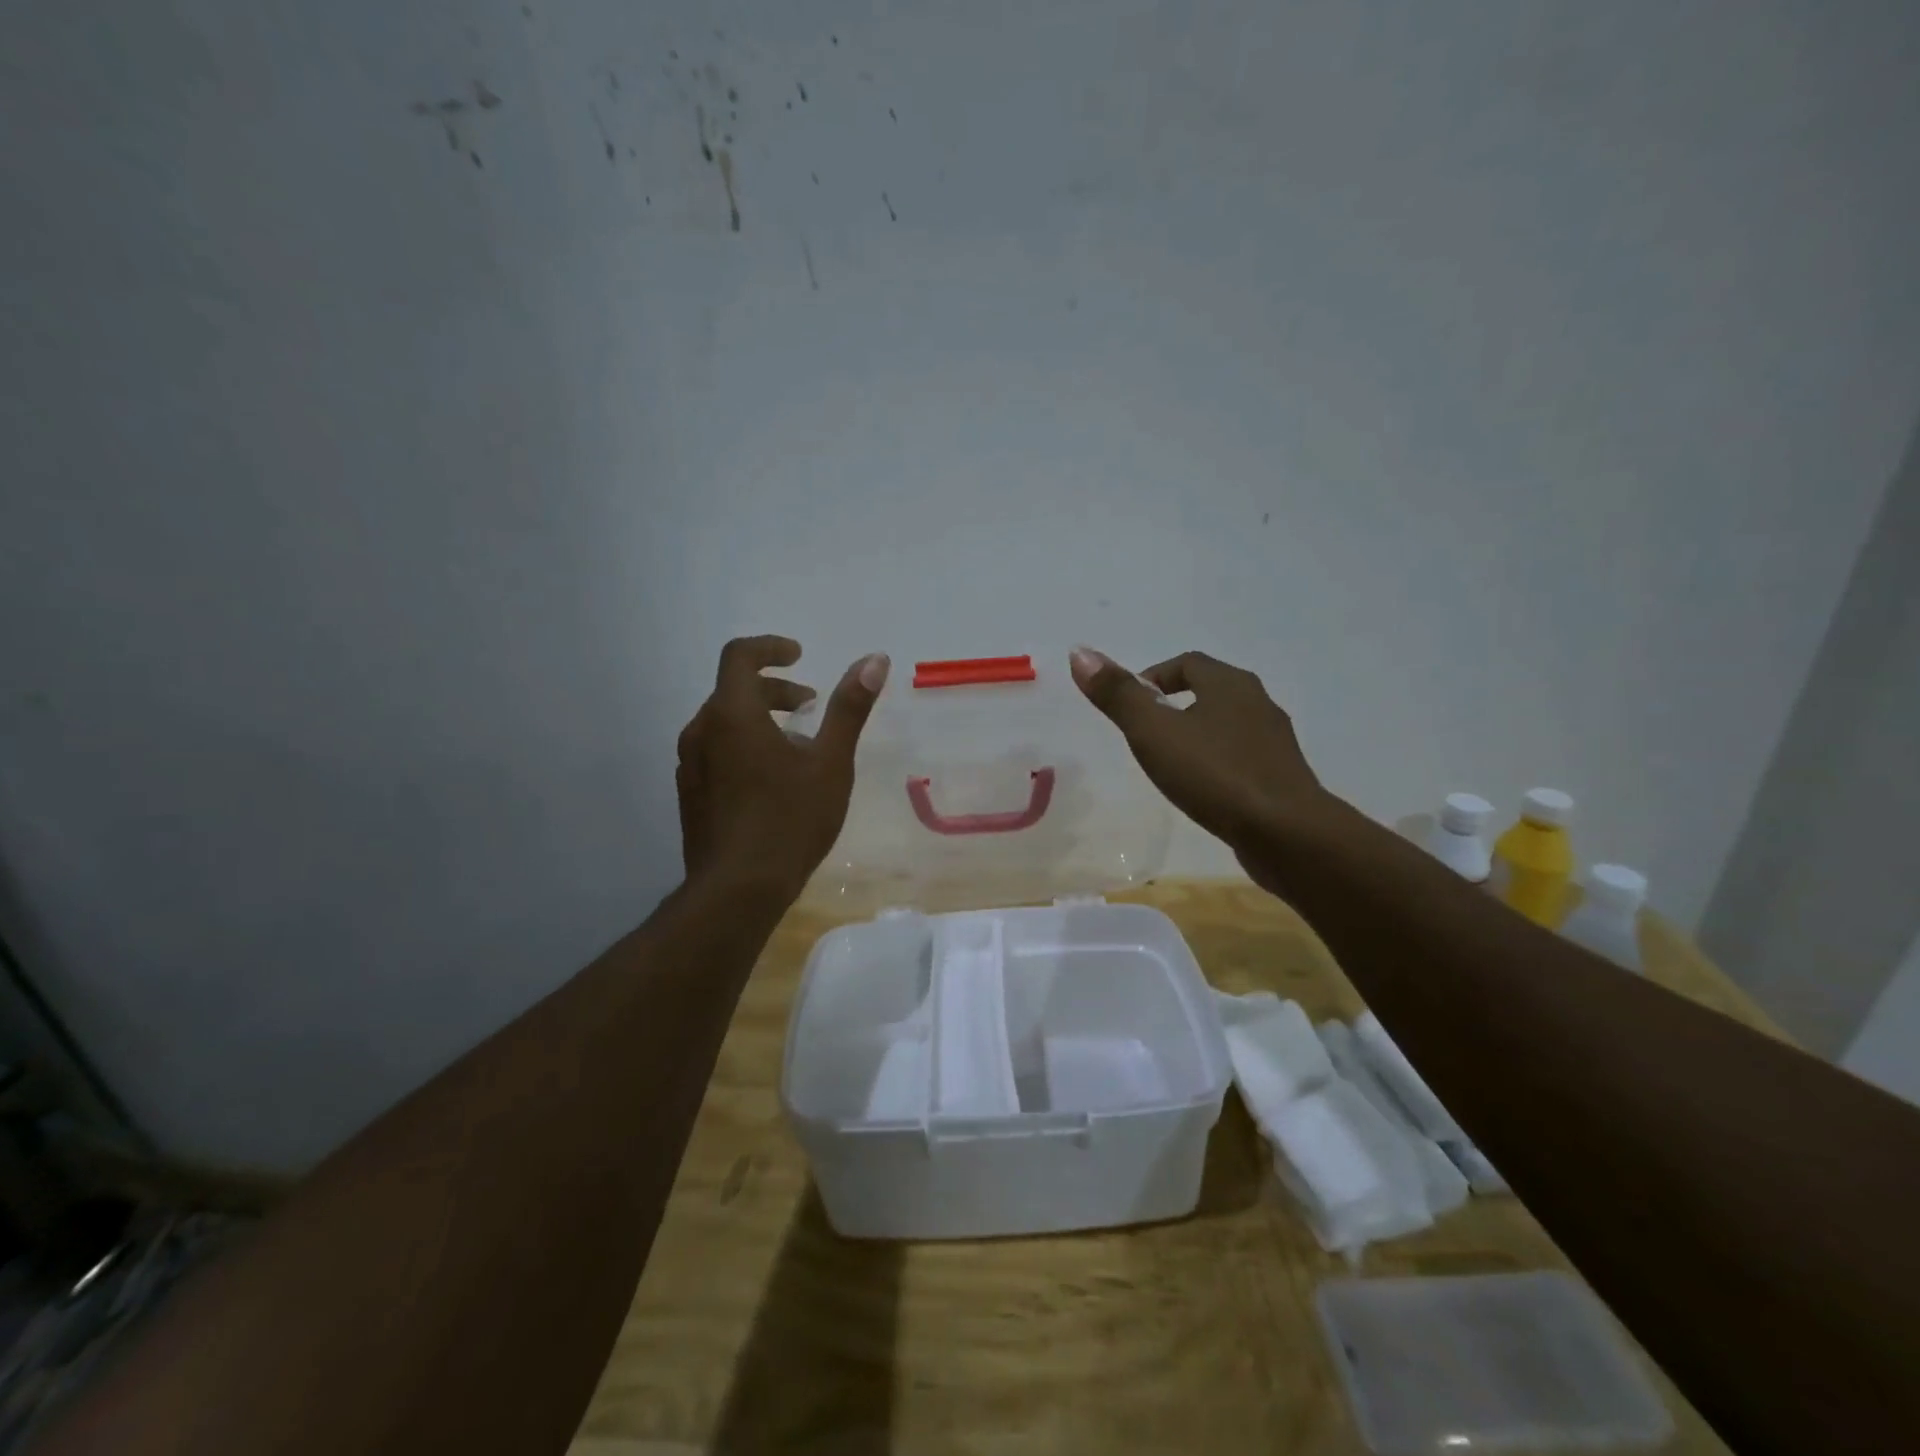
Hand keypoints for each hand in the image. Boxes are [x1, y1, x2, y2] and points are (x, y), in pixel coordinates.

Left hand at [676, 636, 888, 901]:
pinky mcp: (690, 794)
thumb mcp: (830, 763)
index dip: (771, 648)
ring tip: (797, 748)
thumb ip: (849, 708)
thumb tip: (875, 659)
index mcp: (732, 714)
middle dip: (775, 690)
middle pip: (734, 690)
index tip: (799, 656)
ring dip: (760, 720)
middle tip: (810, 706)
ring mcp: (690, 765)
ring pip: (724, 723)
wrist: (737, 891)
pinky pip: (716, 752)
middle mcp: (701, 731)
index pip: (740, 655)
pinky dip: (744, 746)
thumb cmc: (790, 821)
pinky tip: (772, 782)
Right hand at [1069, 647, 1333, 874]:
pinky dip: (1217, 765)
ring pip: (1227, 726)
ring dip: (1198, 736)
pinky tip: (1203, 791)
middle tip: (1144, 735)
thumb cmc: (1215, 774)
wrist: (1287, 834)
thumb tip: (1080, 652)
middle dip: (1175, 705)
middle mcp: (1258, 703)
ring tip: (1169, 765)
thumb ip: (1118, 694)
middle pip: (1210, 691)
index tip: (1129, 706)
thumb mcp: (1153, 732)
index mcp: (1229, 684)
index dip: (1153, 677)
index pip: (1187, 663)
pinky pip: (1241, 759)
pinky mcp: (1282, 778)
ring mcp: (1274, 743)